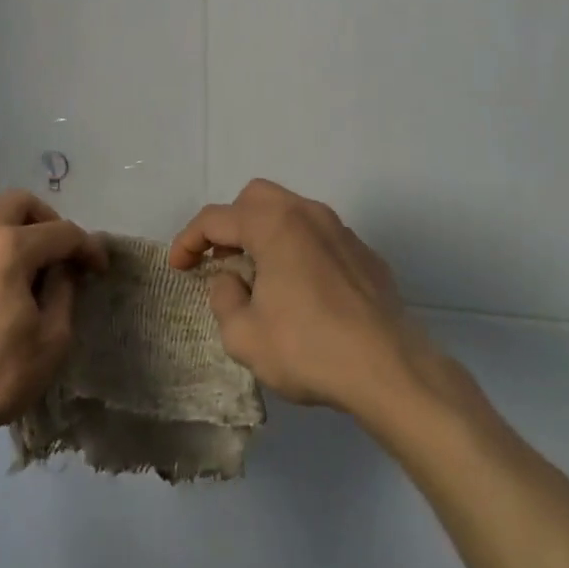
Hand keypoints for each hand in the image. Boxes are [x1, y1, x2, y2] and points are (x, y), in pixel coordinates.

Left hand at [0, 190, 105, 450]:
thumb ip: (64, 292)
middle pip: (17, 204)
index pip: (62, 231)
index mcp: (9, 248)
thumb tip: (63, 270)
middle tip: (60, 254)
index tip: (100, 268)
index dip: (88, 247)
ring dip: (14, 240)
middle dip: (46, 221)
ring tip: (27, 280)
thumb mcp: (51, 340)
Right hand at [168, 178, 442, 419]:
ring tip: (258, 275)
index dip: (188, 240)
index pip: (216, 218)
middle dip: (230, 223)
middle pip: (256, 198)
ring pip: (291, 212)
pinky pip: (319, 237)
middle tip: (220, 259)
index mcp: (274, 224)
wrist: (390, 369)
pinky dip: (298, 250)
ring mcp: (342, 231)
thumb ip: (224, 299)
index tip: (178, 267)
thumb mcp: (244, 336)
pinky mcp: (365, 255)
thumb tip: (231, 280)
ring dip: (265, 234)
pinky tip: (301, 291)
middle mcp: (308, 214)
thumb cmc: (309, 348)